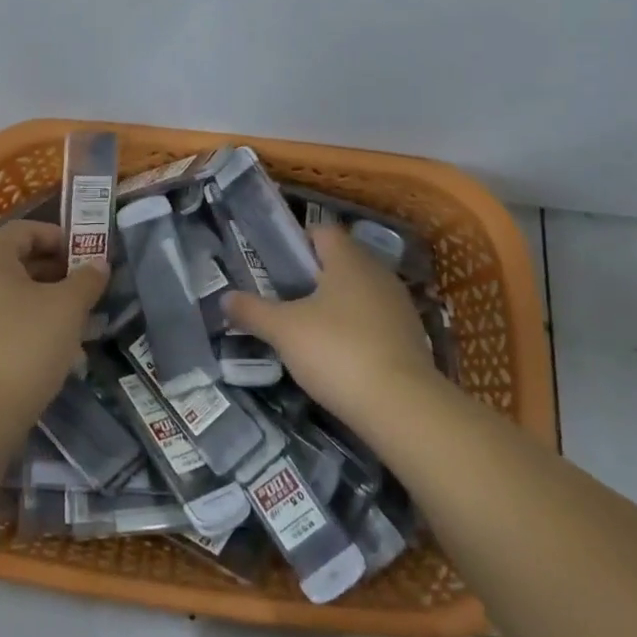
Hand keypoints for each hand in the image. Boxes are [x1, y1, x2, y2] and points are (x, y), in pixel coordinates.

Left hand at [0, 220, 106, 429]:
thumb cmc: (25, 347)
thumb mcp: (67, 309)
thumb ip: (86, 280)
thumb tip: (98, 264)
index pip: (21, 231)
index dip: (54, 236)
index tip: (80, 255)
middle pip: (12, 264)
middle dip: (51, 273)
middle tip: (81, 292)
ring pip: (3, 297)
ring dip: (37, 303)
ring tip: (68, 326)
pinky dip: (18, 327)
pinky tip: (42, 352)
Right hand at [224, 224, 436, 431]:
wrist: (401, 405)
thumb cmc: (336, 351)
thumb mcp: (283, 331)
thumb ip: (253, 311)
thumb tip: (225, 298)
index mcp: (348, 259)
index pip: (323, 232)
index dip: (298, 242)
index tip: (276, 265)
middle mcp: (378, 273)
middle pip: (342, 260)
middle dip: (314, 275)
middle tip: (285, 297)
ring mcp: (399, 305)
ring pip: (360, 291)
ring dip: (337, 303)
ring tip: (308, 329)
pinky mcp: (411, 337)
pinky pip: (376, 320)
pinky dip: (357, 329)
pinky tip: (339, 354)